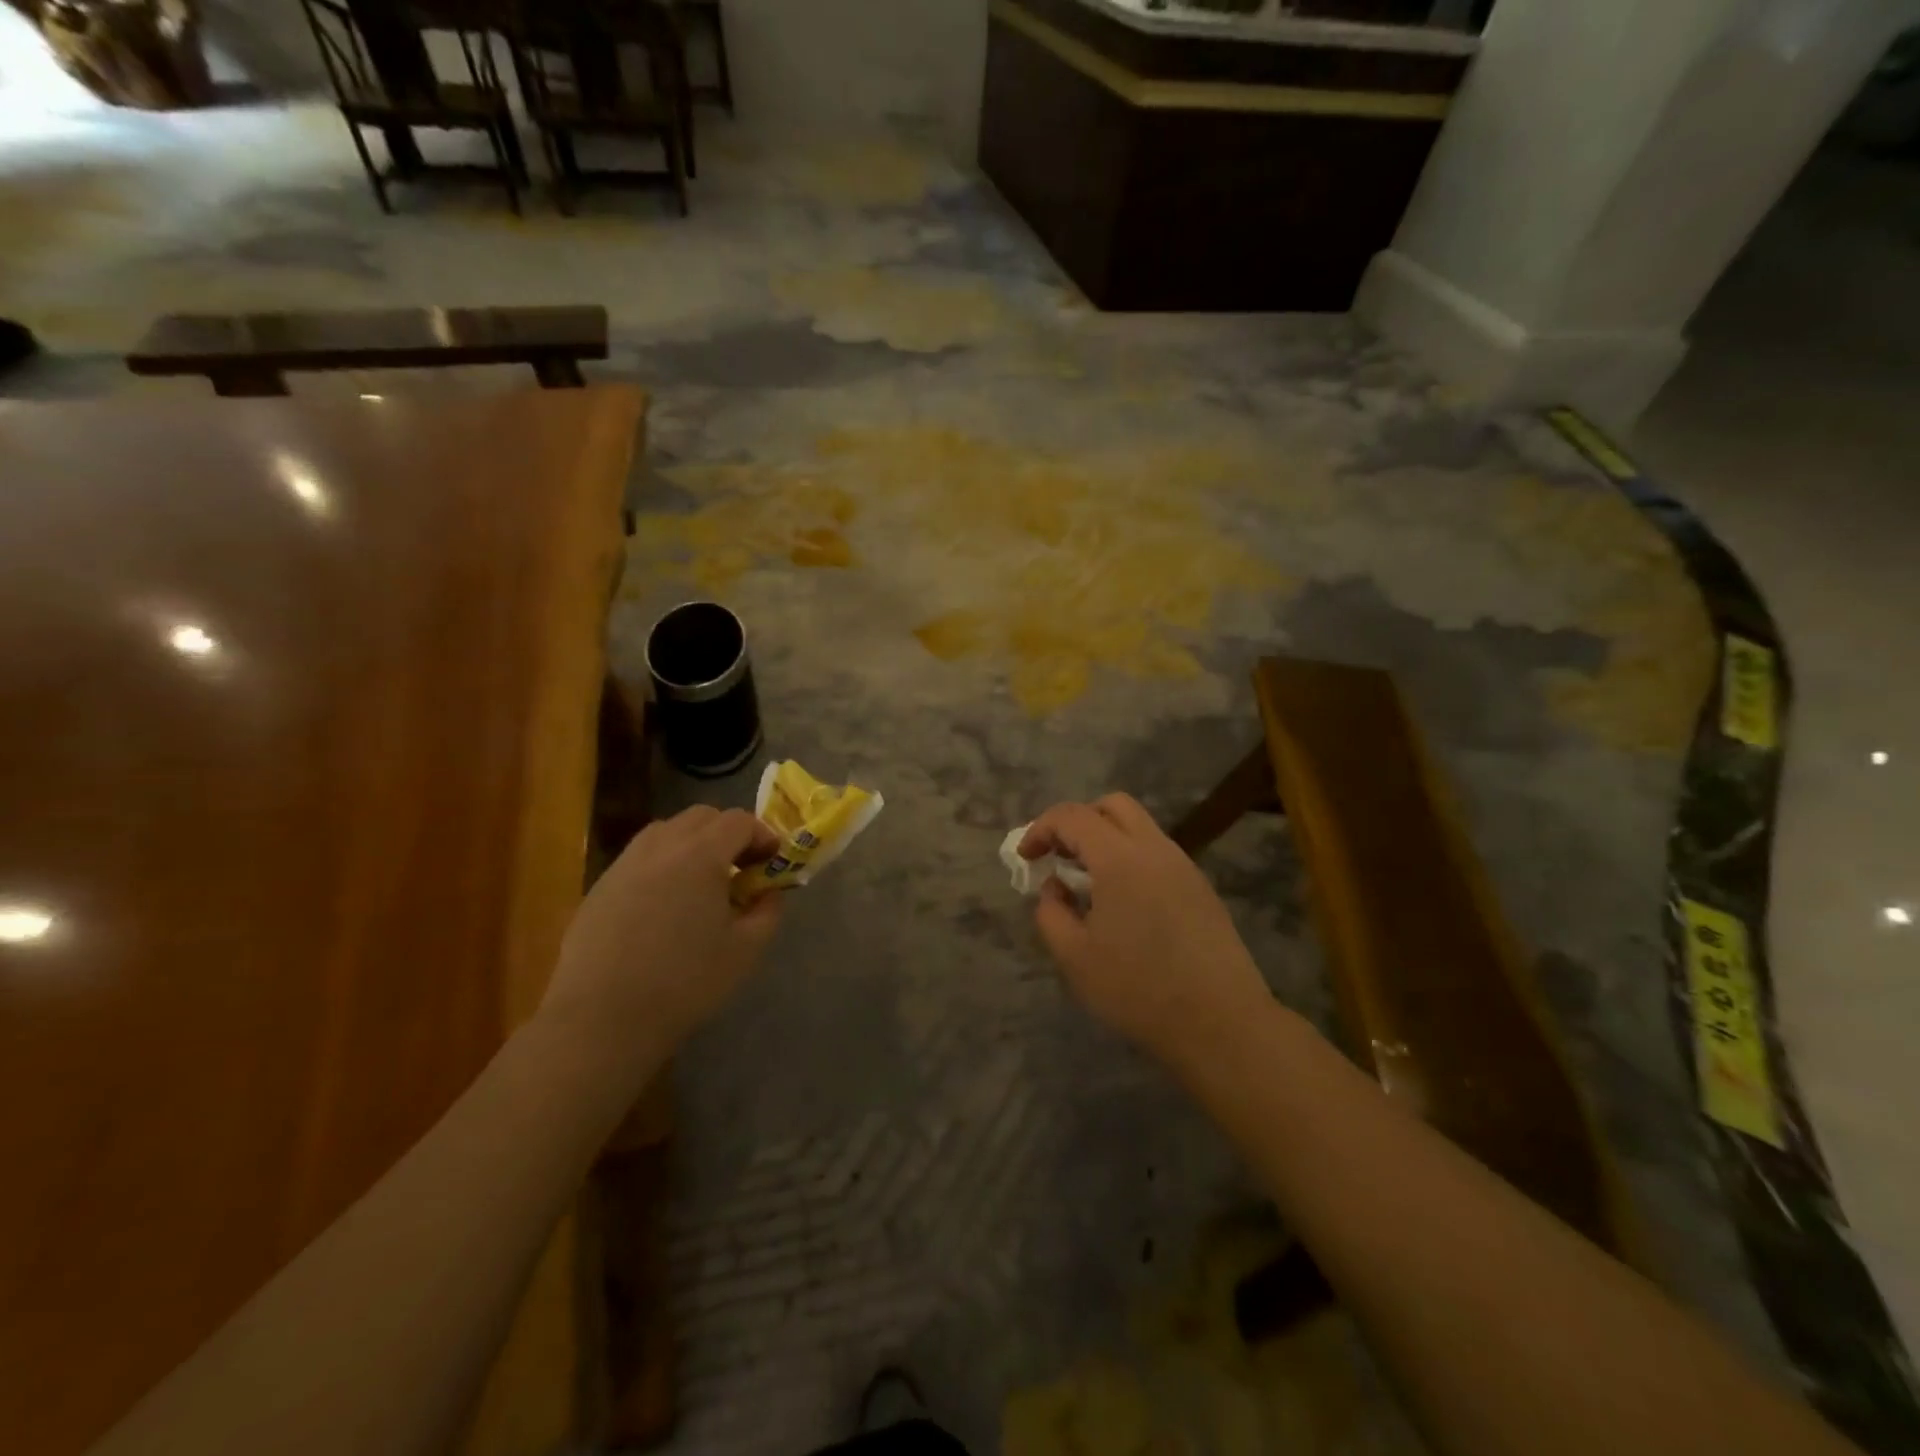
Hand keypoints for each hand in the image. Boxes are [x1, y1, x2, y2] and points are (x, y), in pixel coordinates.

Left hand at [540, 807, 783, 1065]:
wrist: (603, 1019)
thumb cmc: (685, 982)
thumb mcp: (746, 949)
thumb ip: (767, 910)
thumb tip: (768, 891)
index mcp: (700, 855)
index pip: (739, 821)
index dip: (762, 835)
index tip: (772, 862)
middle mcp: (660, 847)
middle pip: (701, 817)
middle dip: (728, 833)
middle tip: (740, 869)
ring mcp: (624, 864)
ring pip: (666, 832)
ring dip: (692, 844)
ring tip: (701, 883)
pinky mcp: (600, 887)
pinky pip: (640, 858)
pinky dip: (662, 865)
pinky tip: (664, 906)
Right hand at [1020, 794, 1272, 1067]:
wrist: (1221, 1023)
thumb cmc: (1138, 990)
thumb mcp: (1074, 957)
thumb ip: (1051, 912)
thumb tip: (1055, 887)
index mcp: (1120, 859)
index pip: (1073, 816)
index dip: (1041, 829)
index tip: (1027, 858)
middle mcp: (1155, 849)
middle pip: (1112, 806)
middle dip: (1078, 822)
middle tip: (1059, 857)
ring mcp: (1184, 867)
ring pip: (1140, 827)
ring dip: (1107, 840)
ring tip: (1088, 884)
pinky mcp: (1201, 889)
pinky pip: (1158, 854)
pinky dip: (1131, 859)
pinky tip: (1124, 904)